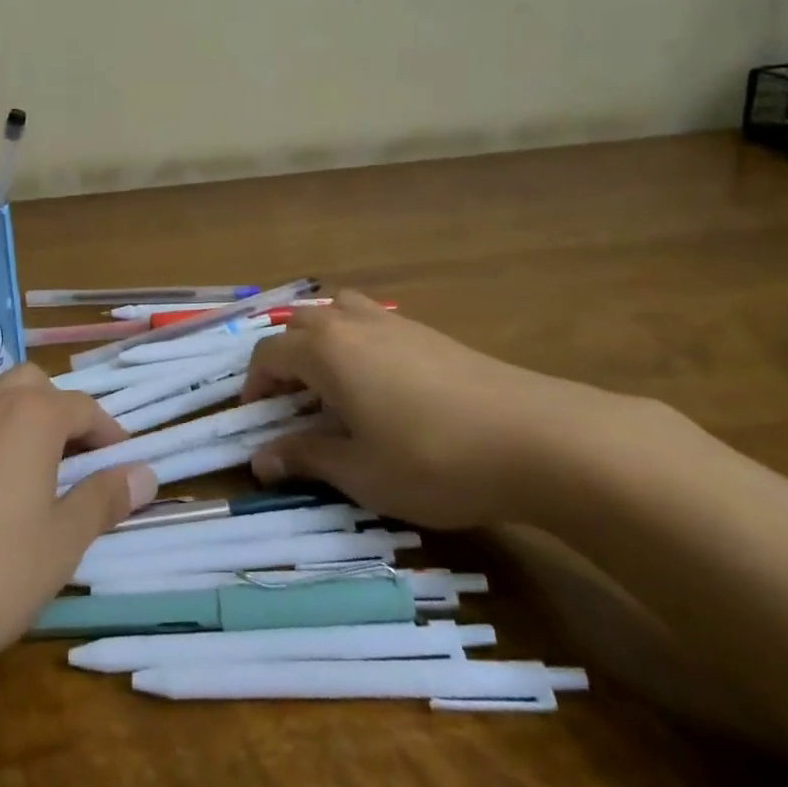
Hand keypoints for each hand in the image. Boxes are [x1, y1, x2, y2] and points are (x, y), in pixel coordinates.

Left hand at [0, 365, 155, 691]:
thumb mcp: (61, 544)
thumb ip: (104, 500)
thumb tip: (145, 473)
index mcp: (31, 416)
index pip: (83, 407)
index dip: (109, 433)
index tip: (123, 464)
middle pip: (34, 386)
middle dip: (61, 413)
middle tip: (75, 461)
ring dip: (20, 420)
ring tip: (30, 472)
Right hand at [242, 291, 647, 529]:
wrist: (534, 438)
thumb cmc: (432, 459)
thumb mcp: (360, 472)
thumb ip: (305, 458)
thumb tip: (259, 459)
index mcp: (324, 350)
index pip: (267, 355)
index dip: (253, 388)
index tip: (258, 424)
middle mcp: (350, 323)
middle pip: (298, 328)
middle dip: (284, 364)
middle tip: (293, 410)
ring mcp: (391, 322)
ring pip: (336, 315)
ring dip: (320, 344)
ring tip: (332, 388)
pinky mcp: (427, 331)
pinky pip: (371, 323)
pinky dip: (356, 344)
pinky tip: (382, 388)